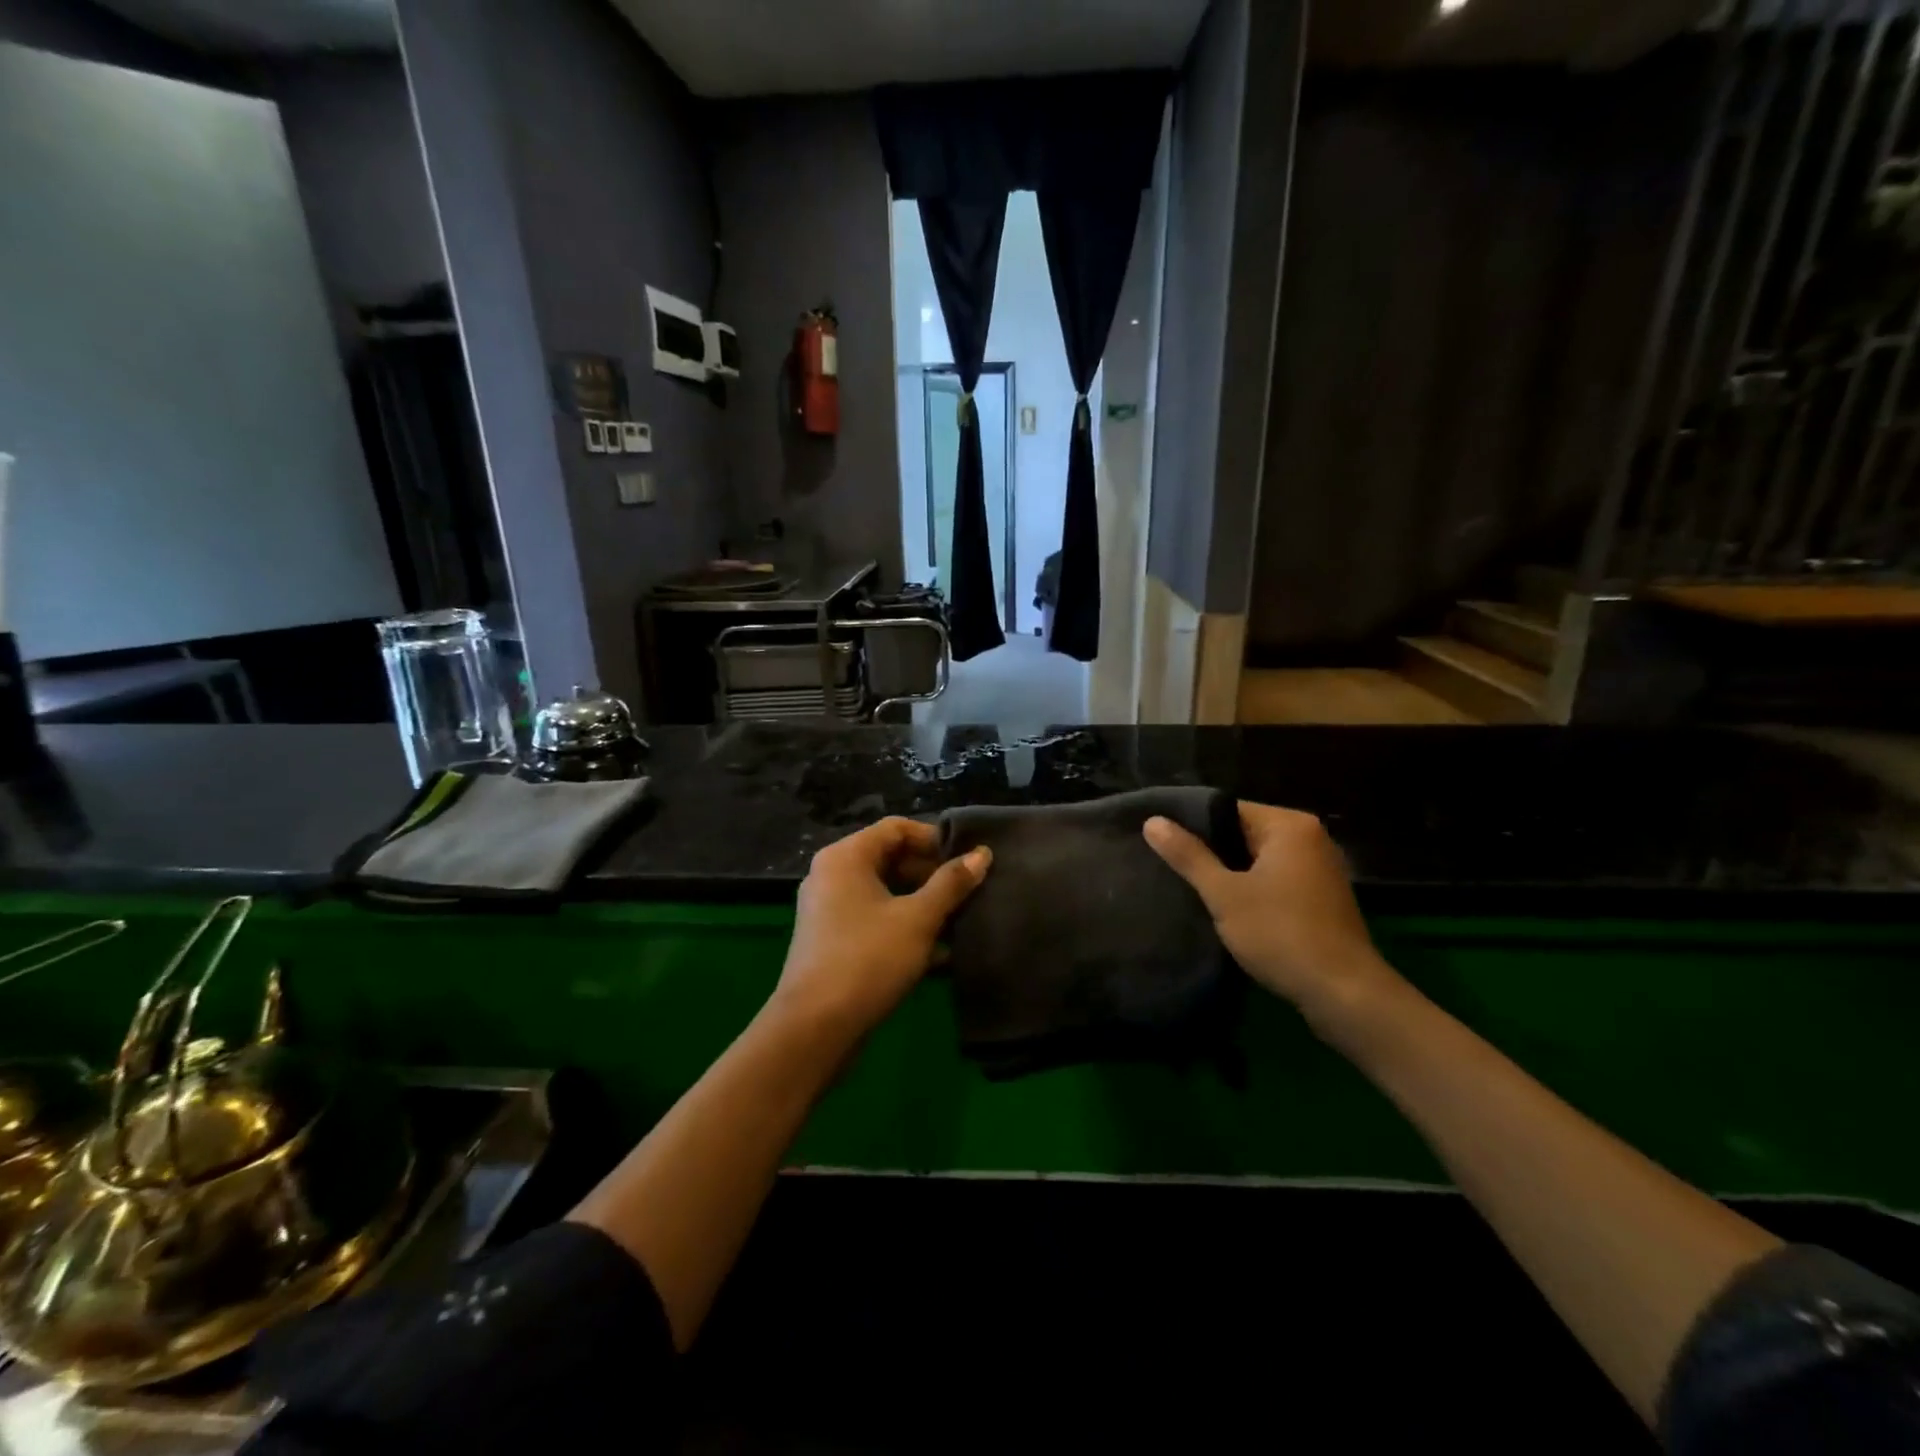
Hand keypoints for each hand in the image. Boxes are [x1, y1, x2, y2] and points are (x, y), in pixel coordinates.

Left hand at [773, 818, 990, 1041]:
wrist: (814, 1027)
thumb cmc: (868, 959)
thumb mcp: (918, 918)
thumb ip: (951, 883)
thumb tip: (982, 854)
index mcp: (846, 856)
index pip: (896, 828)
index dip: (934, 839)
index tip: (967, 860)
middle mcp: (831, 874)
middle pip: (889, 858)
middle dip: (931, 874)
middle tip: (967, 892)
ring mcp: (828, 909)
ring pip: (884, 892)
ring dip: (921, 903)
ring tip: (959, 920)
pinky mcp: (831, 940)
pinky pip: (873, 918)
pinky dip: (902, 926)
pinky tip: (938, 952)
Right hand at [1143, 802, 1400, 1033]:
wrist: (1344, 994)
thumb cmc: (1281, 934)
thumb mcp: (1224, 894)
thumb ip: (1188, 856)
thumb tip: (1152, 821)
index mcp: (1289, 825)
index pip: (1228, 809)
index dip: (1192, 825)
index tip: (1163, 844)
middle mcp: (1310, 838)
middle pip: (1244, 833)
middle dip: (1211, 851)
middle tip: (1171, 868)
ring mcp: (1320, 868)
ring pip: (1259, 859)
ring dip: (1231, 874)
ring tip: (1192, 888)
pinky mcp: (1322, 897)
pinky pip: (1276, 880)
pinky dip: (1253, 889)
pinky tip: (1228, 909)